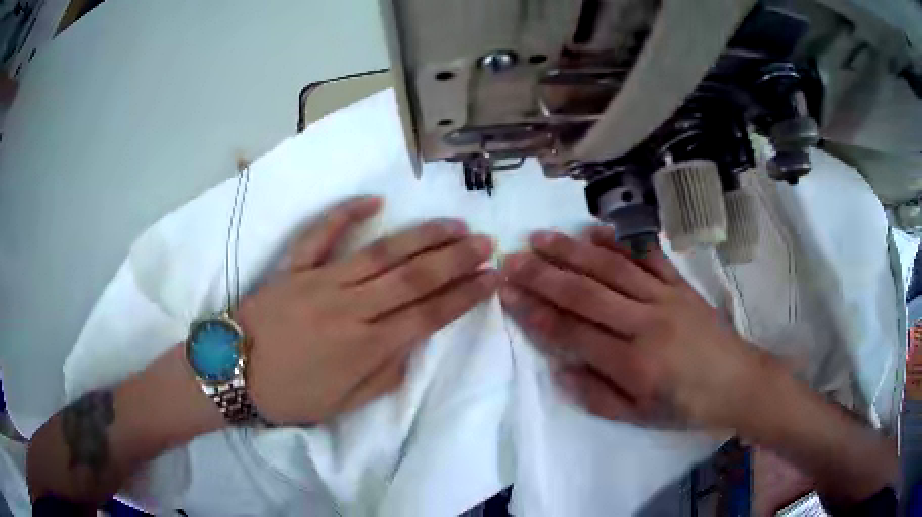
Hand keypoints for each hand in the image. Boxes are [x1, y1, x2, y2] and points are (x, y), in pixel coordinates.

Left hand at [237, 196, 497, 424]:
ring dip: (421, 236)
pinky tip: (375, 200)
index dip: (465, 295)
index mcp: (365, 346)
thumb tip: (411, 344)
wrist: (231, 373)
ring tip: (453, 224)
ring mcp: (320, 281)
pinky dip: (346, 213)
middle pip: (414, 277)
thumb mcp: (343, 404)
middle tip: (487, 242)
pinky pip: (321, 234)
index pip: (429, 315)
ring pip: (381, 253)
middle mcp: (350, 307)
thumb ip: (385, 376)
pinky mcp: (294, 267)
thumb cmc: (288, 396)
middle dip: (456, 258)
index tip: (492, 278)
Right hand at [500, 226, 770, 430]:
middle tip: (511, 260)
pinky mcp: (681, 285)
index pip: (574, 333)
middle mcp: (646, 324)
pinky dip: (619, 242)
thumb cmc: (686, 406)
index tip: (508, 295)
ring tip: (540, 238)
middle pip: (587, 293)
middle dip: (544, 275)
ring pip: (611, 269)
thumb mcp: (639, 418)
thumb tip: (559, 372)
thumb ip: (597, 397)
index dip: (537, 313)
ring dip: (572, 251)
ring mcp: (665, 298)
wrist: (737, 382)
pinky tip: (594, 230)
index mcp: (634, 364)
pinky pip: (647, 257)